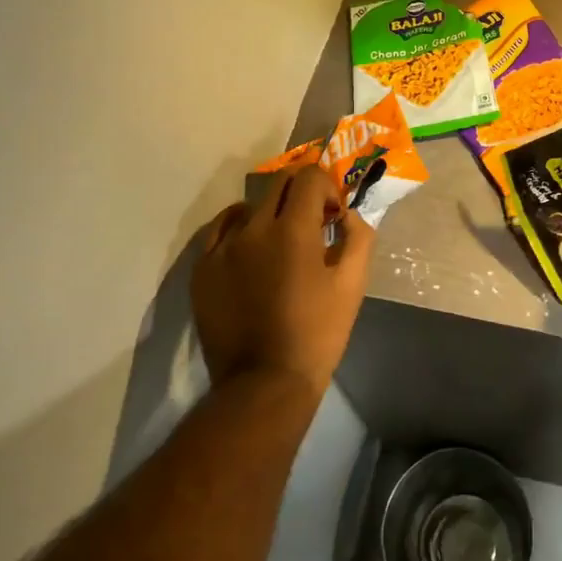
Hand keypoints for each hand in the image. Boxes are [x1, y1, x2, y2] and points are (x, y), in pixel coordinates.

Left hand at [191, 162, 374, 395]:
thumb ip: (358, 238)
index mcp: (293, 230)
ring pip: (249, 207)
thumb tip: (349, 215)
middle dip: (301, 194)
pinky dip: (238, 228)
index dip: (327, 188)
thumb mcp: (352, 285)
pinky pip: (219, 230)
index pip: (309, 177)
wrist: (264, 383)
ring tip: (279, 241)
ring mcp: (222, 247)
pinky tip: (249, 246)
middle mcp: (253, 228)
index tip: (333, 215)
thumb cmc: (317, 334)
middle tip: (312, 222)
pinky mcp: (202, 269)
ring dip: (270, 213)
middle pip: (278, 184)